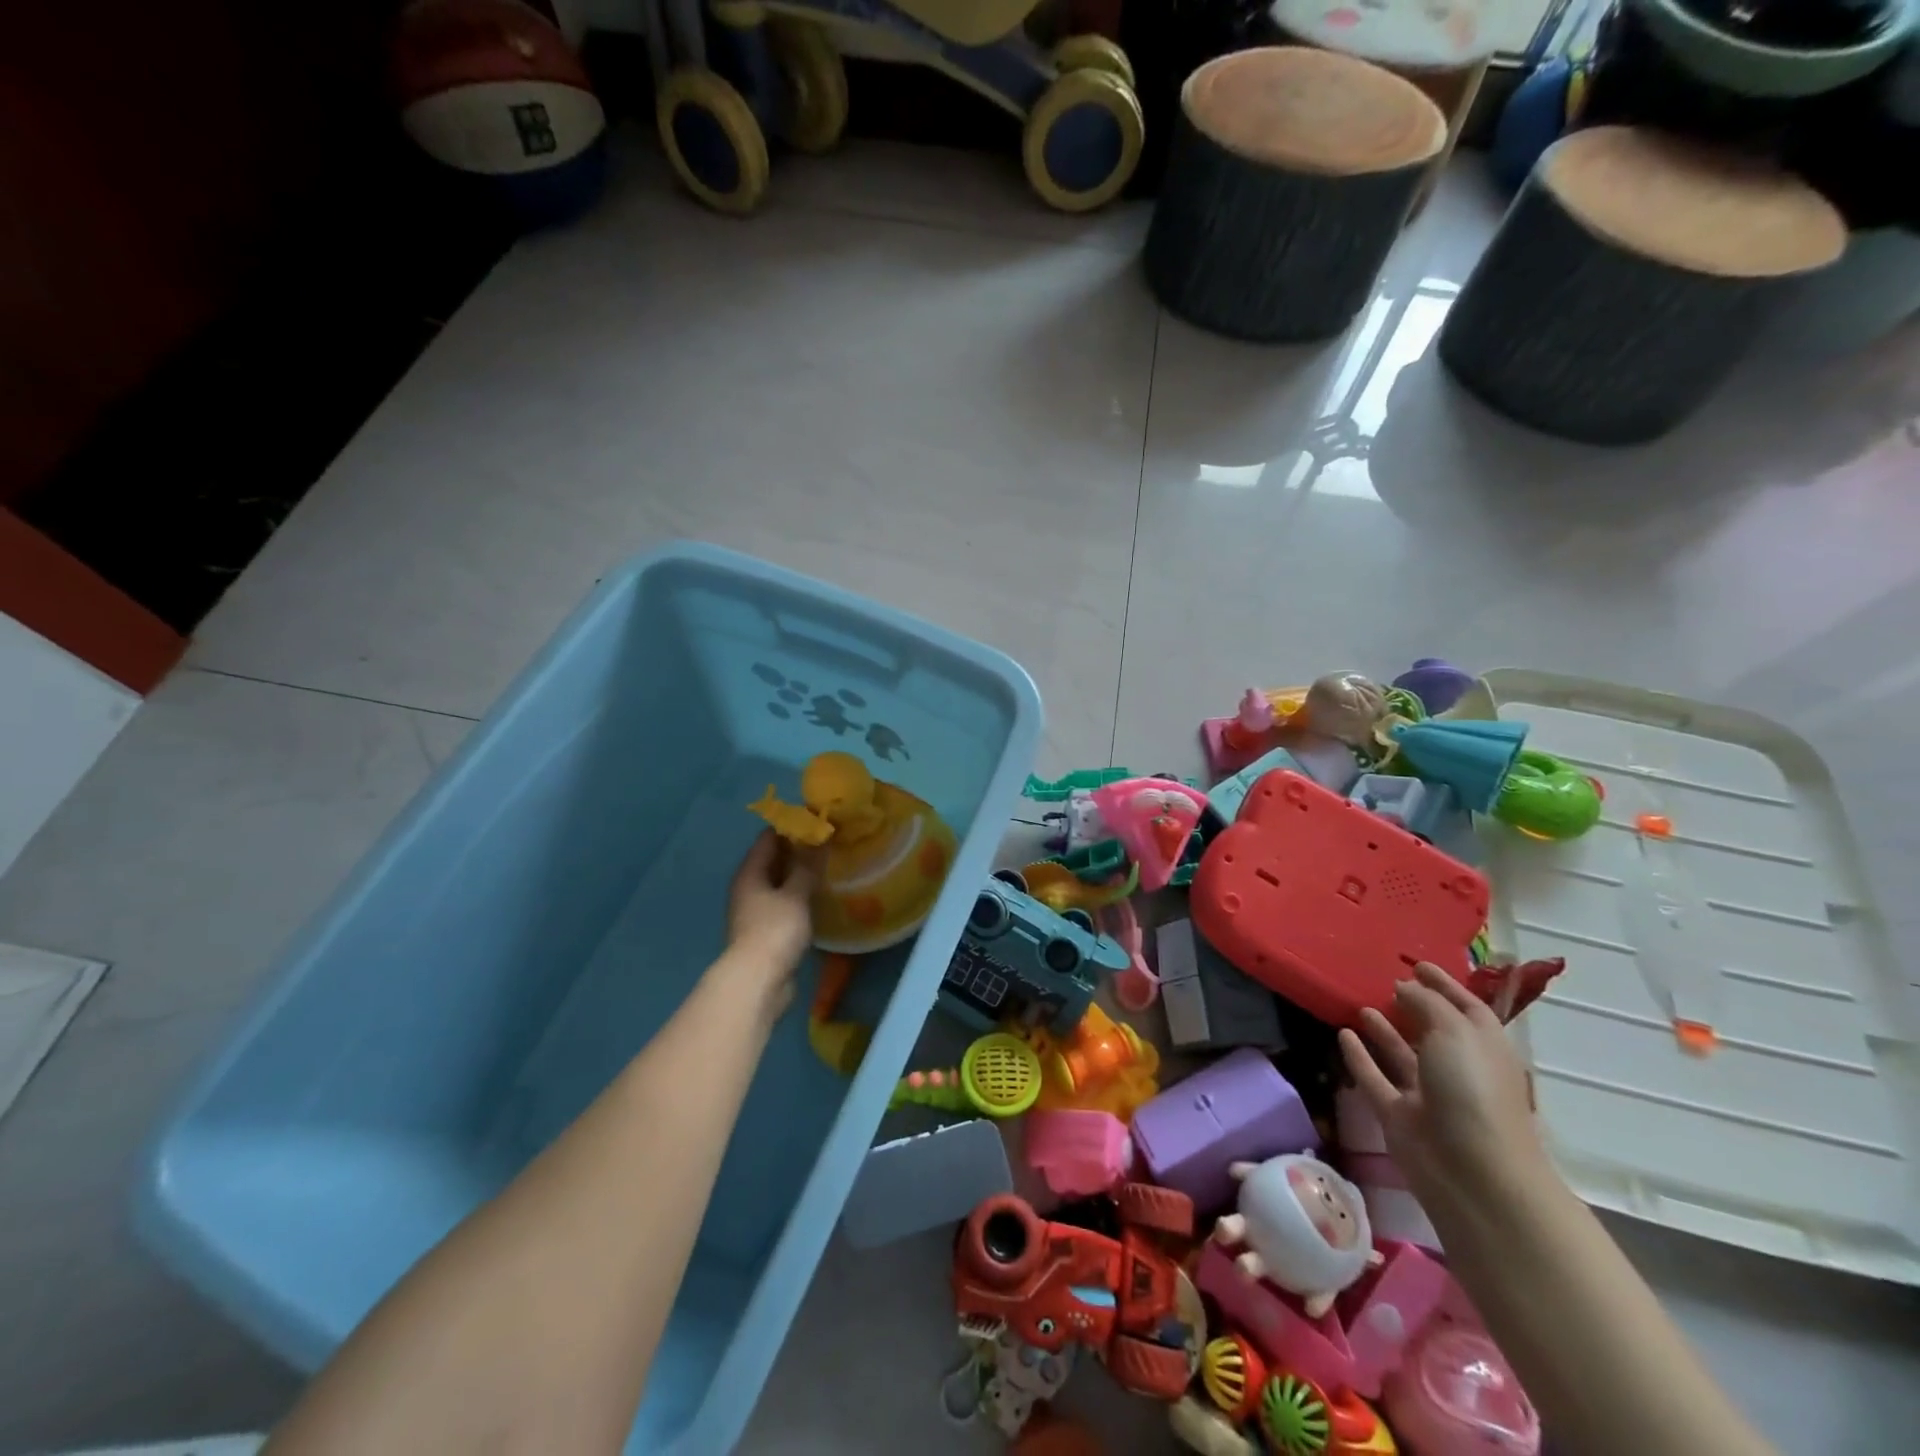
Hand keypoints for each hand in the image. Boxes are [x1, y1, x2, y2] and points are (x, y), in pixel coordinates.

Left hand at [723, 831, 820, 1008]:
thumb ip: (808, 867)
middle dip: (799, 849)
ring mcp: (756, 910)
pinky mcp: (766, 930)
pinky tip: (819, 896)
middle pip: (773, 858)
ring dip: (800, 873)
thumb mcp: (796, 895)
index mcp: (750, 872)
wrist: (757, 982)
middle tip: (830, 842)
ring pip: (779, 881)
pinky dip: (799, 894)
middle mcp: (749, 887)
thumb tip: (819, 837)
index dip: (793, 825)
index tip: (819, 820)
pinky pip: (784, 902)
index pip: (769, 837)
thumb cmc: (774, 931)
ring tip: (829, 865)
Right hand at [1339, 962, 1553, 1216]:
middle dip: (1413, 1007)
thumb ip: (1426, 1002)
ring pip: (1401, 1055)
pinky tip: (1343, 1034)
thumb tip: (1403, 987)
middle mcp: (1456, 1068)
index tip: (1417, 963)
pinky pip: (1374, 1077)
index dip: (1445, 984)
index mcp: (1483, 1048)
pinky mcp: (1397, 1114)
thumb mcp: (1456, 1031)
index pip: (1466, 1007)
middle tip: (1383, 981)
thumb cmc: (1473, 1091)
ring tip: (1360, 1004)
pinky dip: (1359, 1057)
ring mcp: (1426, 1094)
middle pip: (1433, 1031)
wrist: (1471, 1172)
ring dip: (1384, 1030)